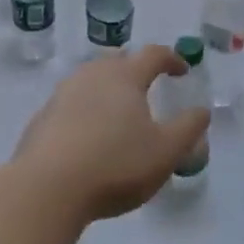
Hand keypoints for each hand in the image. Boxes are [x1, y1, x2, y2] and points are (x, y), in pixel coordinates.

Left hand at [15, 46, 210, 222]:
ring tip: (118, 111)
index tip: (183, 70)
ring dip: (108, 89)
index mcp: (124, 76)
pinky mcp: (42, 118)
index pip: (153, 55)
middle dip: (135, 68)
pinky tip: (88, 135)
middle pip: (117, 61)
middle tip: (147, 85)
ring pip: (90, 80)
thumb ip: (188, 128)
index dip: (171, 59)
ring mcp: (62, 95)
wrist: (46, 188)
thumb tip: (201, 110)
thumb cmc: (115, 165)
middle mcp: (92, 75)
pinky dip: (86, 110)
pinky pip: (71, 104)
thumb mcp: (166, 152)